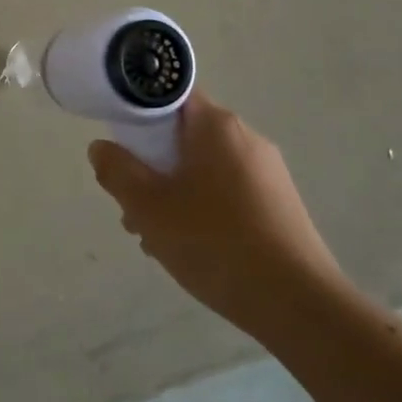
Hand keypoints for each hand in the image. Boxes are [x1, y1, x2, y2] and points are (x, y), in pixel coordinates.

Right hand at [87, 91, 346, 343]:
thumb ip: (117, 171)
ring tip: (153, 236)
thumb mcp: (149, 207)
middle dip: (151, 164)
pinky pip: (226, 192)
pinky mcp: (278, 205)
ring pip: (203, 168)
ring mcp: (267, 173)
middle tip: (131, 203)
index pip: (170, 95)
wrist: (299, 305)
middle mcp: (246, 138)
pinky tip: (190, 248)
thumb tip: (102, 148)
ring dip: (172, 192)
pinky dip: (201, 208)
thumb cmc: (215, 243)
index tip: (120, 143)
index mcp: (217, 126)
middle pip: (183, 135)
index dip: (138, 111)